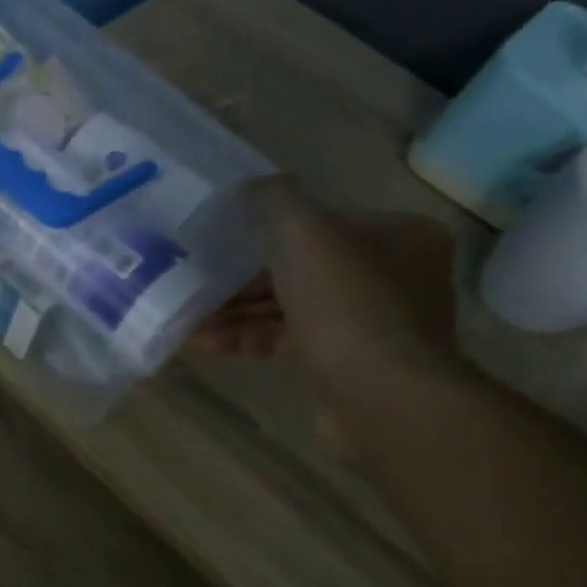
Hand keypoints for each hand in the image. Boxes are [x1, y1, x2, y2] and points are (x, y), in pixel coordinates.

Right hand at [194, 176, 460, 407]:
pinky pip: (288, 342)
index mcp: (397, 235)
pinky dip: (249, 339)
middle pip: (301, 267)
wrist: (382, 400)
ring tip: (188, 318)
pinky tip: (207, 344)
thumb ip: (275, 200)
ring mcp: (370, 324)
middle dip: (242, 278)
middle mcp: (390, 276)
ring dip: (237, 312)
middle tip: (196, 281)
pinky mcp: (346, 365)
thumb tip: (252, 186)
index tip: (222, 240)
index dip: (267, 230)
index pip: (322, 222)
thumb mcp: (304, 234)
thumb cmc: (346, 305)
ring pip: (290, 307)